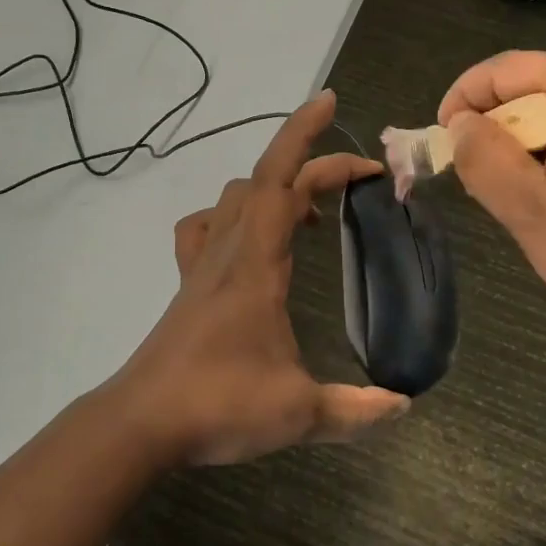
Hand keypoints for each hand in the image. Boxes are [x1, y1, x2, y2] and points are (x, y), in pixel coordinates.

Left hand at [110, 91, 410, 465]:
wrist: (142, 423)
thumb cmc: (218, 405)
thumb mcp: (298, 412)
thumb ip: (355, 410)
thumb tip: (403, 406)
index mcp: (256, 264)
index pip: (284, 183)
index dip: (314, 145)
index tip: (345, 121)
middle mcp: (228, 250)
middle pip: (264, 178)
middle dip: (308, 153)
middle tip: (356, 166)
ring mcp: (202, 265)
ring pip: (234, 197)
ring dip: (275, 186)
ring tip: (310, 212)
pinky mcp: (189, 285)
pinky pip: (204, 228)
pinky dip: (230, 216)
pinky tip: (247, 239)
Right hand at [438, 52, 545, 351]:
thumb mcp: (536, 214)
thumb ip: (485, 160)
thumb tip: (460, 122)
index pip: (511, 68)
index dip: (466, 96)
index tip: (443, 139)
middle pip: (539, 91)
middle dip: (502, 133)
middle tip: (488, 189)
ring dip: (533, 152)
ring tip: (532, 206)